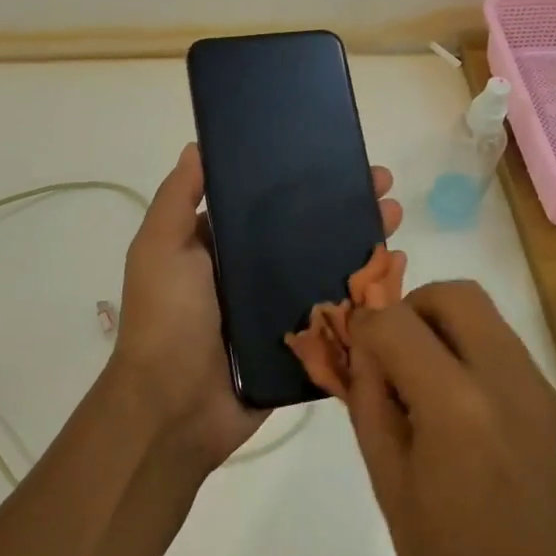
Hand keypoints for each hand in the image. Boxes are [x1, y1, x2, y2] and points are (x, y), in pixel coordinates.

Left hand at [112, 144, 401, 471]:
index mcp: (222, 246)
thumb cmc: (166, 319)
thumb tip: (199, 145)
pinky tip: (397, 269)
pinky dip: (368, 292)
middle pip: (308, 230)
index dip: (302, 179)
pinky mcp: (303, 344)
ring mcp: (280, 310)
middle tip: (384, 186)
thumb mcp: (159, 248)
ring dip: (363, 241)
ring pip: (329, 266)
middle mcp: (253, 273)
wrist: (174, 410)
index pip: (268, 202)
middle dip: (345, 205)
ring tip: (396, 218)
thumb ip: (178, 198)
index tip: (336, 158)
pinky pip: (340, 313)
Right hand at [344, 282, 555, 555]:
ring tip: (420, 379)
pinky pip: (503, 347)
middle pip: (454, 294)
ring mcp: (538, 389)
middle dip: (411, 307)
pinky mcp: (554, 405)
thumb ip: (369, 401)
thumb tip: (360, 350)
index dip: (363, 327)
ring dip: (441, 326)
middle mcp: (505, 380)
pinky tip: (455, 405)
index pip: (395, 322)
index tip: (351, 352)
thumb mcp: (389, 483)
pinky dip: (469, 351)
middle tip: (390, 352)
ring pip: (483, 314)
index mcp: (456, 406)